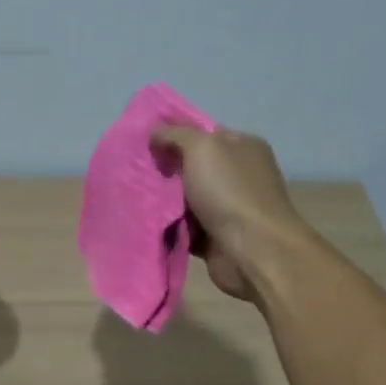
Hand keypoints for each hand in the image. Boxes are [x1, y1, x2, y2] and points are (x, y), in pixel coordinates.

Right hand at [150, 125, 306, 300]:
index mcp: (242, 147)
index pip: (204, 133)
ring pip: (185, 198)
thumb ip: (175, 135)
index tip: (144, 141)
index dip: (174, 134)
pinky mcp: (216, 236)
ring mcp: (228, 207)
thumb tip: (155, 134)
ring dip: (163, 200)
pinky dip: (168, 226)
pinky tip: (146, 221)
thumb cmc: (230, 192)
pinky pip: (184, 226)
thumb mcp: (202, 148)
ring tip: (132, 196)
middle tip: (134, 171)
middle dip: (165, 169)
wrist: (253, 251)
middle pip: (192, 166)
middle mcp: (238, 174)